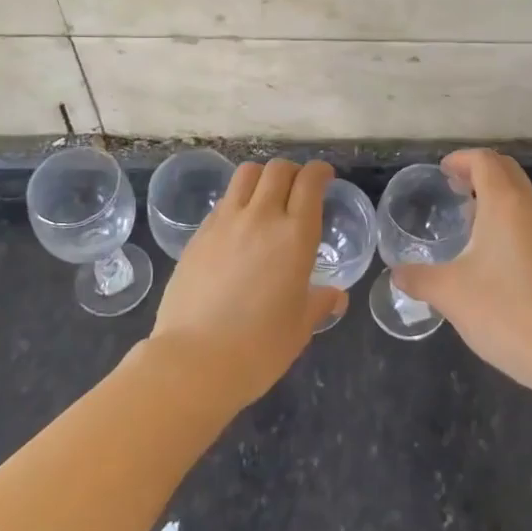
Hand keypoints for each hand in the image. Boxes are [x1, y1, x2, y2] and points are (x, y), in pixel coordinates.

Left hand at [145, 158, 343, 412]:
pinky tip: (239, 225)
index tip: (325, 177)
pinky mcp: (199, 234)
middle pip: (278, 169)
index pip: (310, 182)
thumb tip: (336, 296)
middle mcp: (261, 217)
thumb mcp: (300, 327)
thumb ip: (319, 303)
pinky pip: (223, 201)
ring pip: (246, 174)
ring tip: (266, 196)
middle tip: (298, 188)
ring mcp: (225, 222)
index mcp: (295, 235)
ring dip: (262, 177)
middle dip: (293, 171)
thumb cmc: (259, 347)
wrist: (195, 361)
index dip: (320, 172)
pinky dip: (237, 200)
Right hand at [391, 149, 531, 392]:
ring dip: (496, 195)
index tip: (442, 172)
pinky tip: (492, 252)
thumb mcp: (448, 293)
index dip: (462, 160)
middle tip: (453, 188)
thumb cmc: (502, 311)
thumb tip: (396, 273)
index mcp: (505, 204)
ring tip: (469, 219)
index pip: (485, 161)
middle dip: (479, 171)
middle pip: (507, 170)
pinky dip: (509, 218)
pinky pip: (531, 219)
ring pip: (522, 195)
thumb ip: (417, 278)